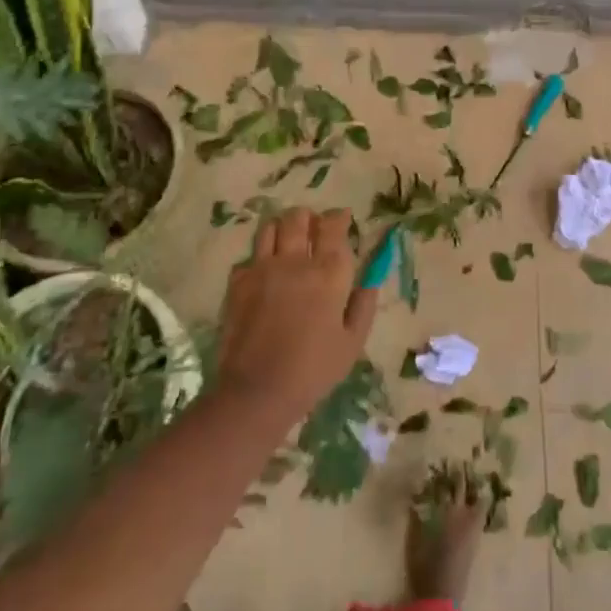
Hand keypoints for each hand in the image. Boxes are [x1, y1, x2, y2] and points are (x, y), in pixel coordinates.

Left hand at [216, 207, 375, 420]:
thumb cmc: (313, 370)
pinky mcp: (237, 283)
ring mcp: (262, 268)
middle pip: (298, 217)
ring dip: (282, 229)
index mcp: (328, 272)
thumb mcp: (353, 341)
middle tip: (313, 230)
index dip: (339, 217)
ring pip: (270, 227)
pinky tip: (264, 274)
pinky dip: (259, 259)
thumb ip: (364, 302)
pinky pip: (249, 257)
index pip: (333, 225)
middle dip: (308, 218)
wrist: (256, 392)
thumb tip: (372, 275)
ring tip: (287, 243)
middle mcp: (295, 261)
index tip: (343, 220)